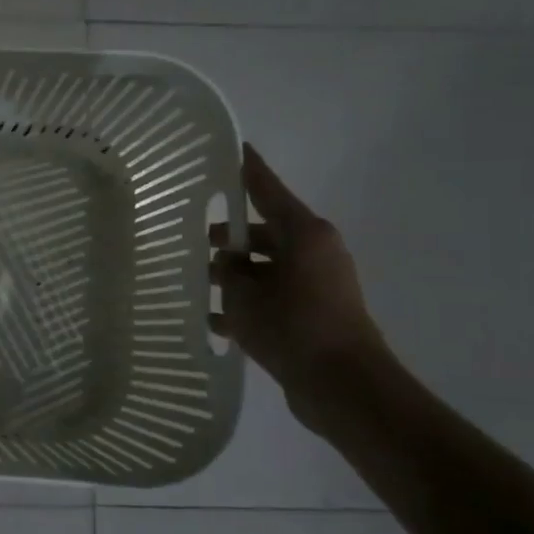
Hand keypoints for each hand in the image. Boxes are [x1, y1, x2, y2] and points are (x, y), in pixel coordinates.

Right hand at [209, 144, 389, 429]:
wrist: (342, 385)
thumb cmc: (293, 327)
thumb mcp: (245, 294)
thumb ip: (229, 270)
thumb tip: (226, 261)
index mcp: (304, 234)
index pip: (267, 190)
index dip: (247, 170)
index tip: (233, 149)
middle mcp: (314, 251)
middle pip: (263, 233)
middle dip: (228, 238)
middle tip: (191, 239)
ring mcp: (317, 284)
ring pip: (265, 267)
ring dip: (235, 275)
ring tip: (197, 283)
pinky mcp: (314, 313)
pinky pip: (273, 296)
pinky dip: (248, 304)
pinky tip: (214, 320)